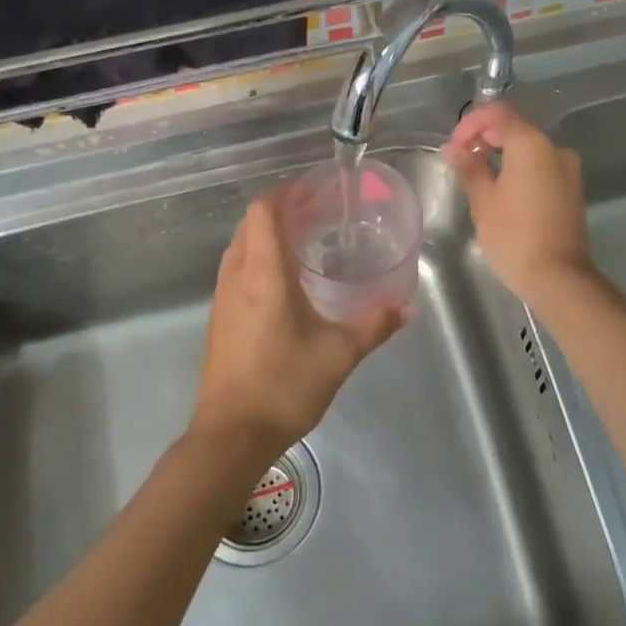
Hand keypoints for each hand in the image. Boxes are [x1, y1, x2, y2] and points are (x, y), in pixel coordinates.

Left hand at [192, 192, 404, 467]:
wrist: (231, 435)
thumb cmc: (284, 386)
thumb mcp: (339, 354)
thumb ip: (374, 324)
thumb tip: (406, 306)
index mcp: (263, 273)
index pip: (263, 210)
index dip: (286, 192)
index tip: (315, 190)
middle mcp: (237, 276)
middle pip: (250, 224)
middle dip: (281, 211)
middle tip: (318, 215)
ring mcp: (222, 298)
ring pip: (240, 247)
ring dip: (266, 236)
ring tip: (305, 243)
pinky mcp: (219, 319)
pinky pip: (236, 271)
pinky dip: (257, 260)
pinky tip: (285, 283)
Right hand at [445, 103, 593, 305]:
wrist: (558, 277)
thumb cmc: (514, 236)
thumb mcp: (483, 200)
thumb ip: (469, 167)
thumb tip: (454, 148)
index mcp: (531, 144)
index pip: (498, 113)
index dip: (471, 123)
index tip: (454, 146)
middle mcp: (555, 148)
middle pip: (516, 127)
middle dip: (485, 136)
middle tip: (461, 159)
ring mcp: (568, 169)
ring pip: (529, 148)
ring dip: (502, 153)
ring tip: (478, 175)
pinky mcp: (572, 188)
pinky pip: (541, 166)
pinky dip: (519, 168)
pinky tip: (502, 189)